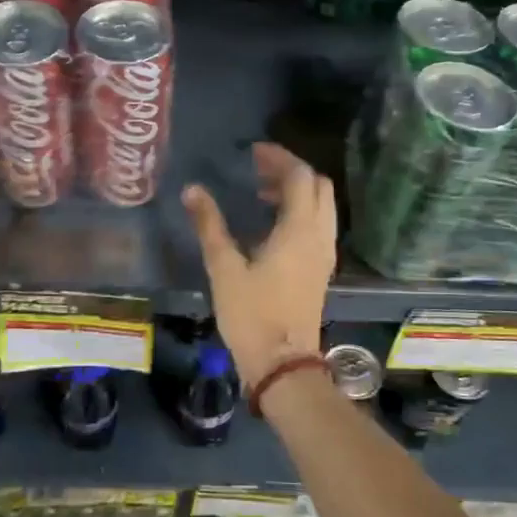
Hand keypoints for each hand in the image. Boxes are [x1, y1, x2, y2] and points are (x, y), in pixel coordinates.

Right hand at [182, 143, 335, 388]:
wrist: (282, 364)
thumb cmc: (252, 315)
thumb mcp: (224, 268)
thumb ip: (210, 225)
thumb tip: (192, 190)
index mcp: (299, 230)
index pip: (300, 176)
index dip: (278, 157)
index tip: (253, 152)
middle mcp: (319, 236)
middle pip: (318, 186)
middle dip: (291, 170)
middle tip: (258, 169)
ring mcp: (324, 253)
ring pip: (322, 205)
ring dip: (298, 191)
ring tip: (262, 193)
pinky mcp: (321, 269)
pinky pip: (319, 224)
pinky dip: (301, 211)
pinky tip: (273, 224)